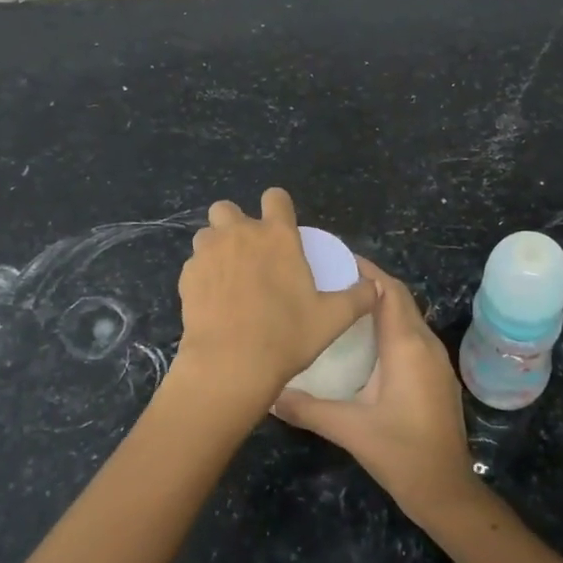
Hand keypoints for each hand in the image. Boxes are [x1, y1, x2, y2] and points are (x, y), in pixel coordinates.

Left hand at [173, 189, 376, 412]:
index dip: (278, 207)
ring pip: (206, 234)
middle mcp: (240, 234)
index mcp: (277, 236)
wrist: (230, 364)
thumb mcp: (332, 319)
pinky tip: (212, 300)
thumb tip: (375, 288)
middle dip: (235, 223)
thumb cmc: (286, 336)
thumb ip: (357, 298)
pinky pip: (193, 264)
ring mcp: (209, 253)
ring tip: (227, 275)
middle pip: (228, 208)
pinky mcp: (187, 276)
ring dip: (215, 247)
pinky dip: (202, 275)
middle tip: (248, 253)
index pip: (275, 197)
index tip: (281, 227)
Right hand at [272, 258, 482, 523]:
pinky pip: (413, 334)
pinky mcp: (437, 376)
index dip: (365, 271)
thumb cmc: (400, 453)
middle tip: (332, 278)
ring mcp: (436, 360)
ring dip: (381, 303)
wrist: (446, 491)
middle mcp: (425, 344)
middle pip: (399, 298)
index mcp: (406, 346)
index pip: (388, 291)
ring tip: (343, 302)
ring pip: (408, 315)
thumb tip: (269, 394)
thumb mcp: (349, 429)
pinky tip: (366, 339)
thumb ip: (307, 408)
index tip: (334, 260)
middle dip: (370, 282)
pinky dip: (391, 323)